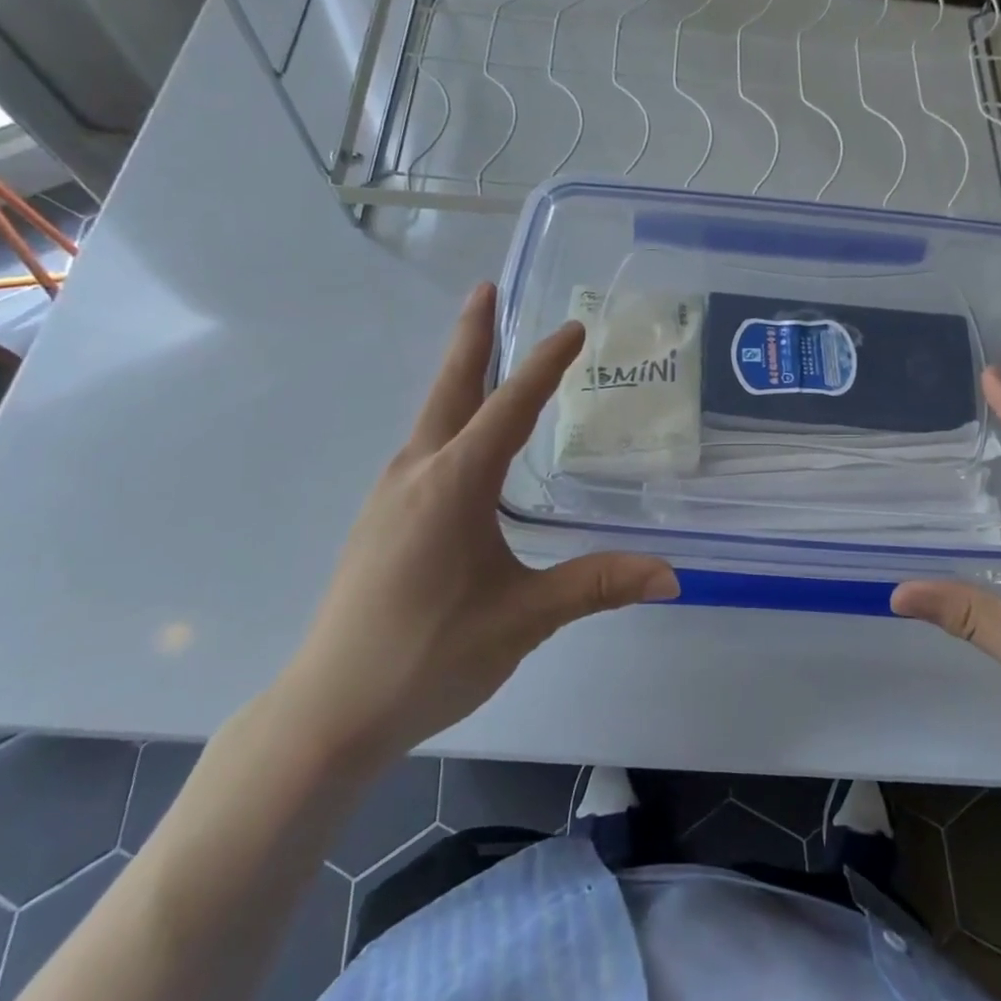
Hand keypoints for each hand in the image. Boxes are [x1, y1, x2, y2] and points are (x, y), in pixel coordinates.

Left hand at [272, 283, 678, 763]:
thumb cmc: (429, 655)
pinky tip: (463, 443)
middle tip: (486, 289)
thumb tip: (671, 575)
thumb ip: (595, 586)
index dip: (545, 365)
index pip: (510, 407)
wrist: (329, 711)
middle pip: (451, 388)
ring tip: (486, 356)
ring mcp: (390, 495)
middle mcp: (417, 473)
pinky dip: (449, 419)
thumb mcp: (523, 618)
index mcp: (453, 483)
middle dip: (471, 336)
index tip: (574, 327)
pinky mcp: (380, 519)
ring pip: (432, 417)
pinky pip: (424, 448)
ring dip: (460, 378)